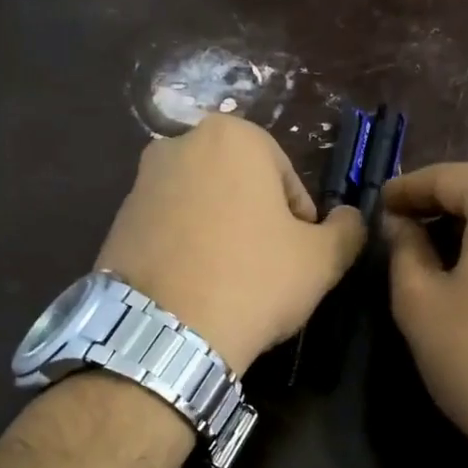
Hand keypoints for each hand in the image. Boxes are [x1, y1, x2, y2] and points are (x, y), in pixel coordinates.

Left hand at [97, 116, 365, 374]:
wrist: (164, 331)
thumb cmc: (253, 280)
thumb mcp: (321, 259)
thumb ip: (347, 229)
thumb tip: (351, 218)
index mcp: (233, 136)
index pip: (286, 178)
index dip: (300, 222)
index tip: (297, 258)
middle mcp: (179, 143)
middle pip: (241, 187)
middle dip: (257, 222)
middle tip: (266, 270)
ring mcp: (140, 181)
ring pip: (203, 206)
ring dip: (221, 236)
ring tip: (229, 284)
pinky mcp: (116, 220)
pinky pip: (169, 229)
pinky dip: (186, 250)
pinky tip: (195, 289)